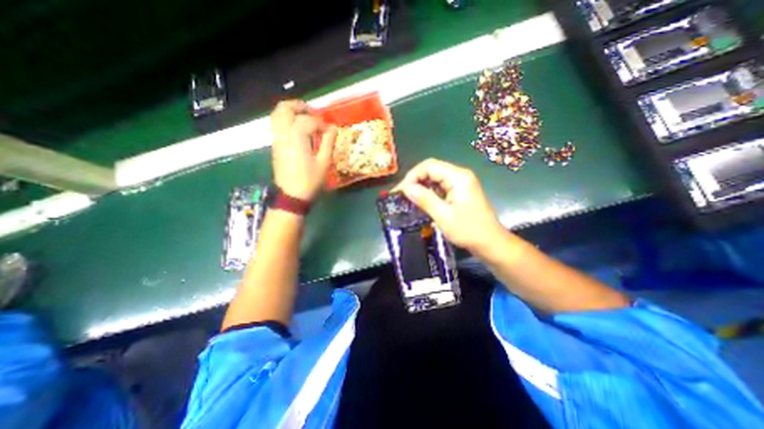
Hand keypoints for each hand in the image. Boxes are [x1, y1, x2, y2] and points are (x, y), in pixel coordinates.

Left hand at [271, 99, 336, 199]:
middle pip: (285, 108)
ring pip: (277, 115)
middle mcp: (283, 133)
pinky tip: (297, 129)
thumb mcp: (324, 162)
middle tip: (314, 112)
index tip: (330, 132)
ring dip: (290, 111)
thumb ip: (328, 142)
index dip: (322, 124)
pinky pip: (276, 125)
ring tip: (305, 117)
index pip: (309, 121)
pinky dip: (285, 120)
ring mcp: (276, 139)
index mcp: (297, 137)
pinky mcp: (275, 145)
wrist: (292, 195)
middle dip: (300, 107)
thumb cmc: (310, 180)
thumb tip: (333, 128)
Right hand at [393, 157, 506, 254]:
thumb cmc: (469, 230)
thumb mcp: (444, 216)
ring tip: (407, 199)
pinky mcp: (459, 192)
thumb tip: (406, 188)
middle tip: (401, 195)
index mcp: (458, 177)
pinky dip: (428, 193)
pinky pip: (439, 187)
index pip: (429, 166)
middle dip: (415, 181)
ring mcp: (460, 183)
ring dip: (420, 187)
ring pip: (434, 179)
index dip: (412, 176)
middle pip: (432, 170)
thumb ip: (425, 199)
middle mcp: (460, 175)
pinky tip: (421, 202)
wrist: (490, 243)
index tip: (400, 191)